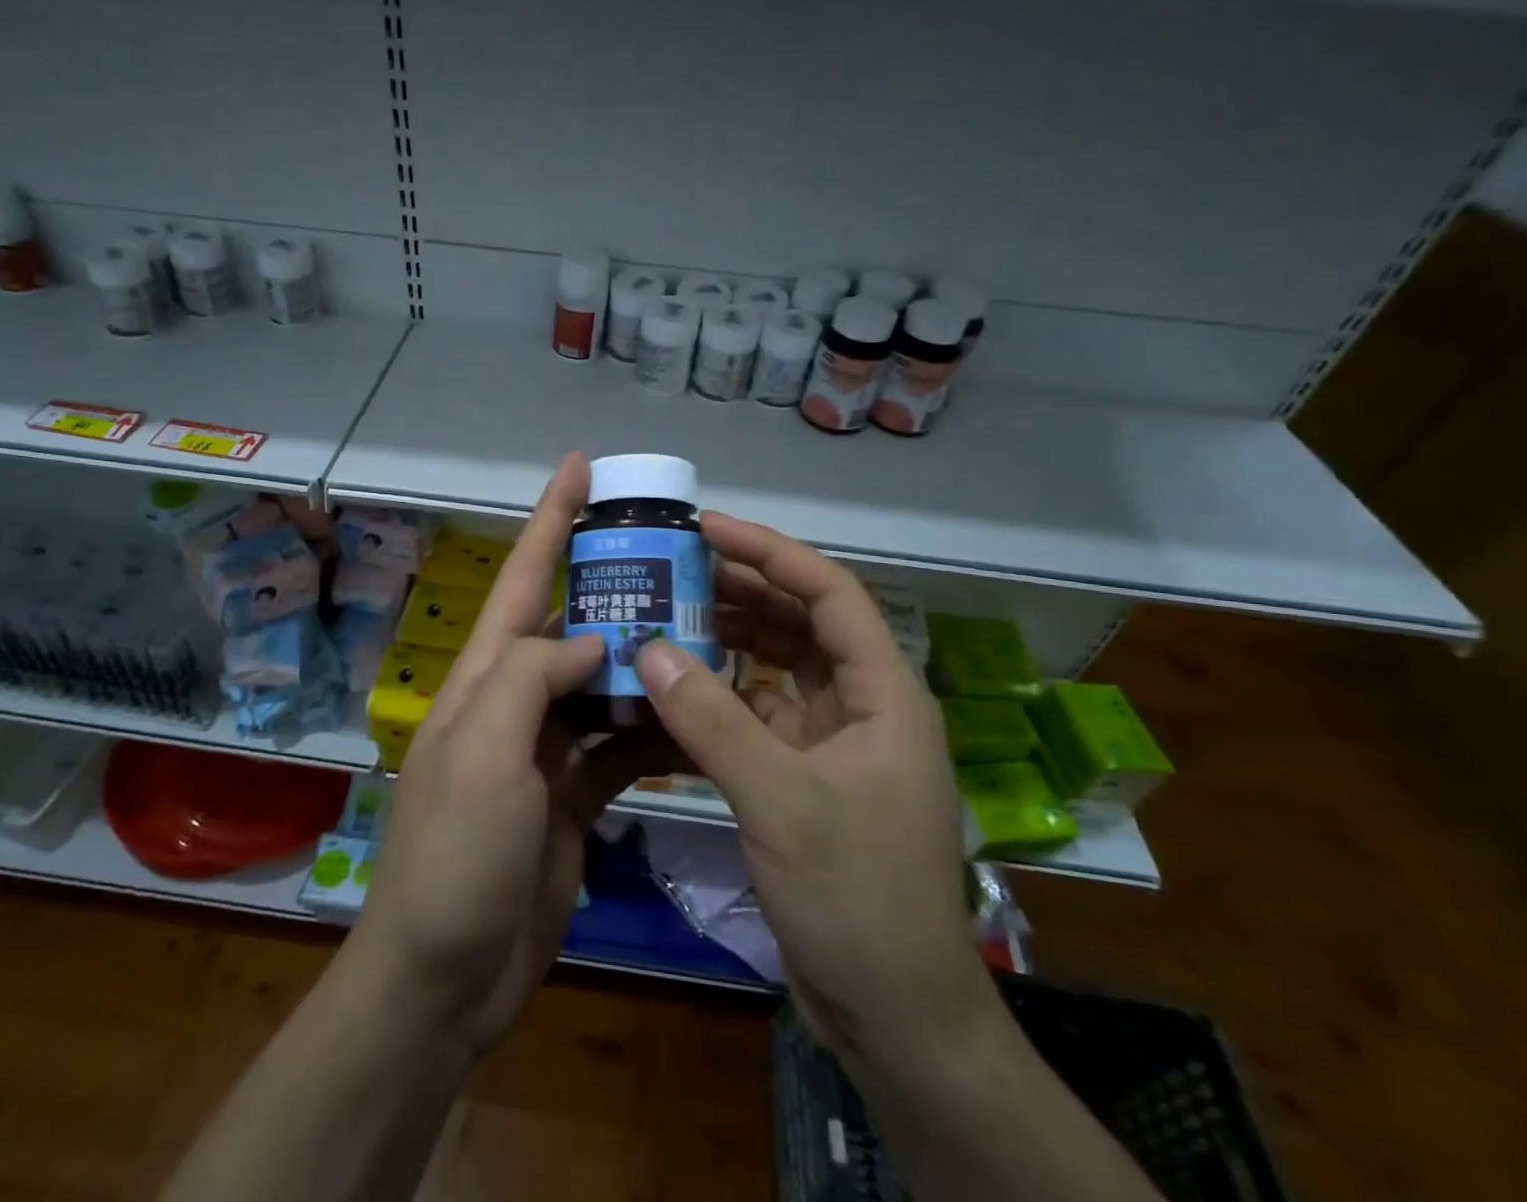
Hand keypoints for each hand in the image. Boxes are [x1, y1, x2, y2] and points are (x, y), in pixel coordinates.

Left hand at [349, 453, 661, 1055]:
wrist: (447, 975)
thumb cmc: (454, 853)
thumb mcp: (483, 749)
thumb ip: (532, 677)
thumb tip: (591, 639)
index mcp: (486, 677)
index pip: (524, 579)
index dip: (550, 519)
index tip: (581, 467)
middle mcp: (516, 701)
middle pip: (570, 622)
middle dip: (614, 582)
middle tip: (673, 550)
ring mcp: (546, 749)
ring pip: (604, 683)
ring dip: (645, 657)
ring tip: (704, 625)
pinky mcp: (573, 795)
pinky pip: (620, 744)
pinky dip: (653, 729)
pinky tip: (696, 715)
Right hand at [634, 513, 994, 1071]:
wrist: (894, 1014)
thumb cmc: (857, 897)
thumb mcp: (781, 801)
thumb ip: (712, 721)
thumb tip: (647, 649)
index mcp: (882, 693)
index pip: (829, 593)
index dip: (770, 552)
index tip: (709, 528)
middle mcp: (862, 704)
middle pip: (800, 622)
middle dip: (740, 590)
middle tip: (672, 568)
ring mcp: (833, 740)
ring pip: (776, 665)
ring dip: (726, 639)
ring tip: (665, 614)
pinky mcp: (805, 773)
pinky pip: (757, 712)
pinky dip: (719, 695)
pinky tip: (674, 685)